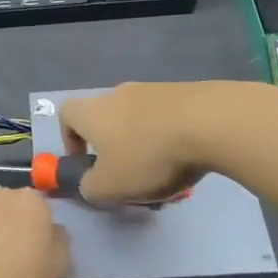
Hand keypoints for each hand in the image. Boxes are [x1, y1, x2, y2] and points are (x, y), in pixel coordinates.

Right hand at [59, 82, 225, 203]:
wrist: (211, 122)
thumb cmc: (148, 156)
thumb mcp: (110, 187)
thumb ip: (91, 188)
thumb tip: (90, 183)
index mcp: (92, 112)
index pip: (66, 115)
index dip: (70, 139)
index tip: (86, 162)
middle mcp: (118, 94)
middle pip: (106, 119)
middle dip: (114, 149)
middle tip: (129, 177)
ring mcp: (153, 90)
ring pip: (139, 121)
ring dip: (145, 146)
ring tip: (166, 175)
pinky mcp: (185, 92)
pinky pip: (168, 118)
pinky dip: (171, 138)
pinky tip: (189, 160)